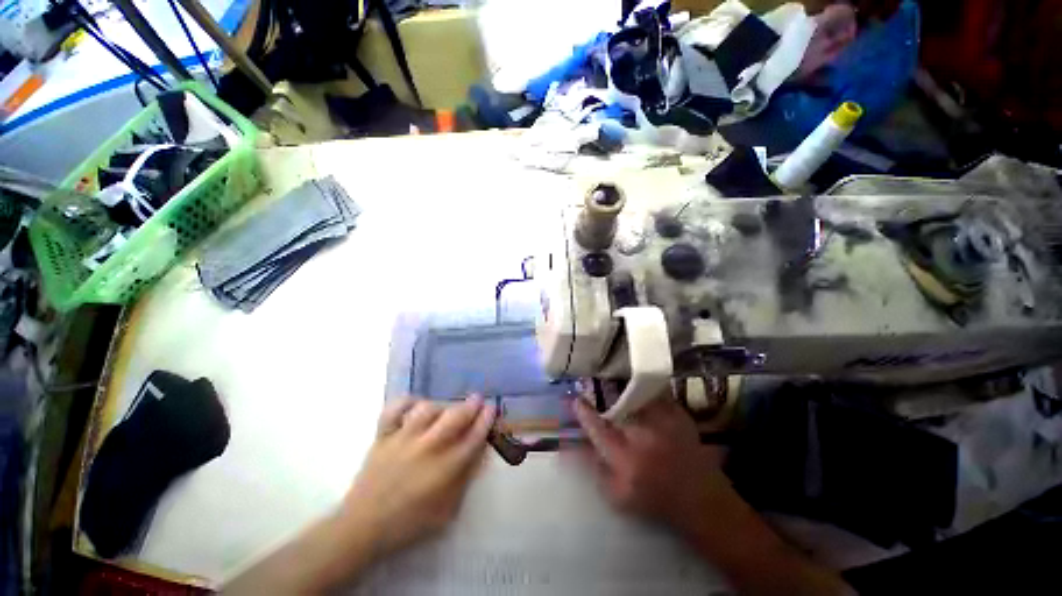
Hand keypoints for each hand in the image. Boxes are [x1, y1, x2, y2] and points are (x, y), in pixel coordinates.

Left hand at [342, 395, 494, 557]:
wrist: (363, 527)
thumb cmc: (409, 523)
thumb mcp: (447, 510)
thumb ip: (465, 478)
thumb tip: (478, 451)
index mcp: (445, 469)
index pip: (474, 436)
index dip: (486, 419)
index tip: (491, 407)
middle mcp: (427, 448)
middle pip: (455, 417)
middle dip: (471, 405)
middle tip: (477, 399)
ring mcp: (403, 439)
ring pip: (427, 409)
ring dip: (441, 406)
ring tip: (444, 409)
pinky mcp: (383, 436)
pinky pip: (395, 409)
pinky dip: (406, 402)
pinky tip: (415, 404)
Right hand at [574, 397, 851, 595]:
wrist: (702, 501)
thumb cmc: (655, 501)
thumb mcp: (617, 496)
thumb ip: (594, 468)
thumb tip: (573, 445)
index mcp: (625, 459)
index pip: (597, 428)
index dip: (584, 412)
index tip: (576, 400)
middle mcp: (643, 436)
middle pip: (615, 404)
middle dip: (602, 392)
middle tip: (595, 384)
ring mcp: (664, 422)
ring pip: (635, 394)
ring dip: (622, 388)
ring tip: (614, 380)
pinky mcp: (679, 415)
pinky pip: (655, 394)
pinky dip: (644, 391)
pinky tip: (638, 389)